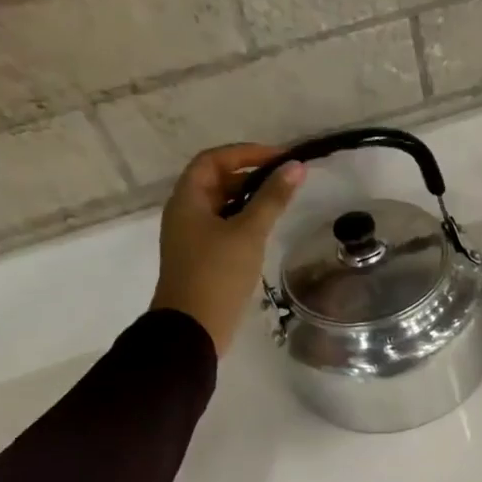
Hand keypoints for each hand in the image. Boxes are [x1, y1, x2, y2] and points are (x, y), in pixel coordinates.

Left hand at [150, 144, 303, 355]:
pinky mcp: (203, 256)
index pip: (213, 160)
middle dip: (251, 174)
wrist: (193, 328)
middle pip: (217, 180)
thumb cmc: (217, 274)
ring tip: (283, 201)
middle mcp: (185, 212)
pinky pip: (225, 226)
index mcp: (187, 199)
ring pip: (223, 205)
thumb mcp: (249, 233)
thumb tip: (296, 166)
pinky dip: (246, 220)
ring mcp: (193, 236)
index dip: (245, 152)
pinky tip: (268, 229)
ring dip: (250, 198)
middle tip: (286, 179)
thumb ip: (272, 198)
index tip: (280, 157)